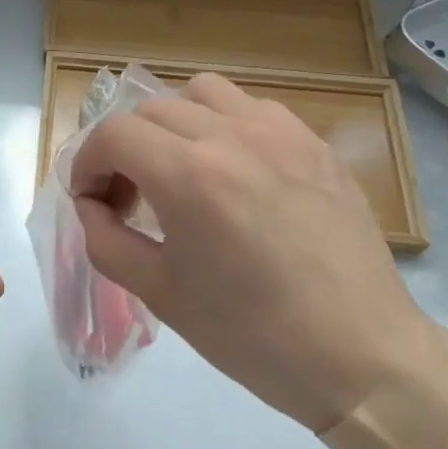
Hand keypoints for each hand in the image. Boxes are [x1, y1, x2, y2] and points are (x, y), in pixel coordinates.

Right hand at [70, 73, 434, 433]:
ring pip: (200, 93)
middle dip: (124, 149)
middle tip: (130, 197)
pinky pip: (252, 108)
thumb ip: (105, 239)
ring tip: (182, 170)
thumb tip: (90, 205)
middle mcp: (231, 136)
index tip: (91, 199)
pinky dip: (224, 125)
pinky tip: (235, 172)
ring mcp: (279, 132)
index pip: (113, 134)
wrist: (360, 355)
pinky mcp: (313, 142)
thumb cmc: (252, 335)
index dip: (87, 163)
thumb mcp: (160, 293)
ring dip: (174, 124)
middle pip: (150, 110)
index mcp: (189, 176)